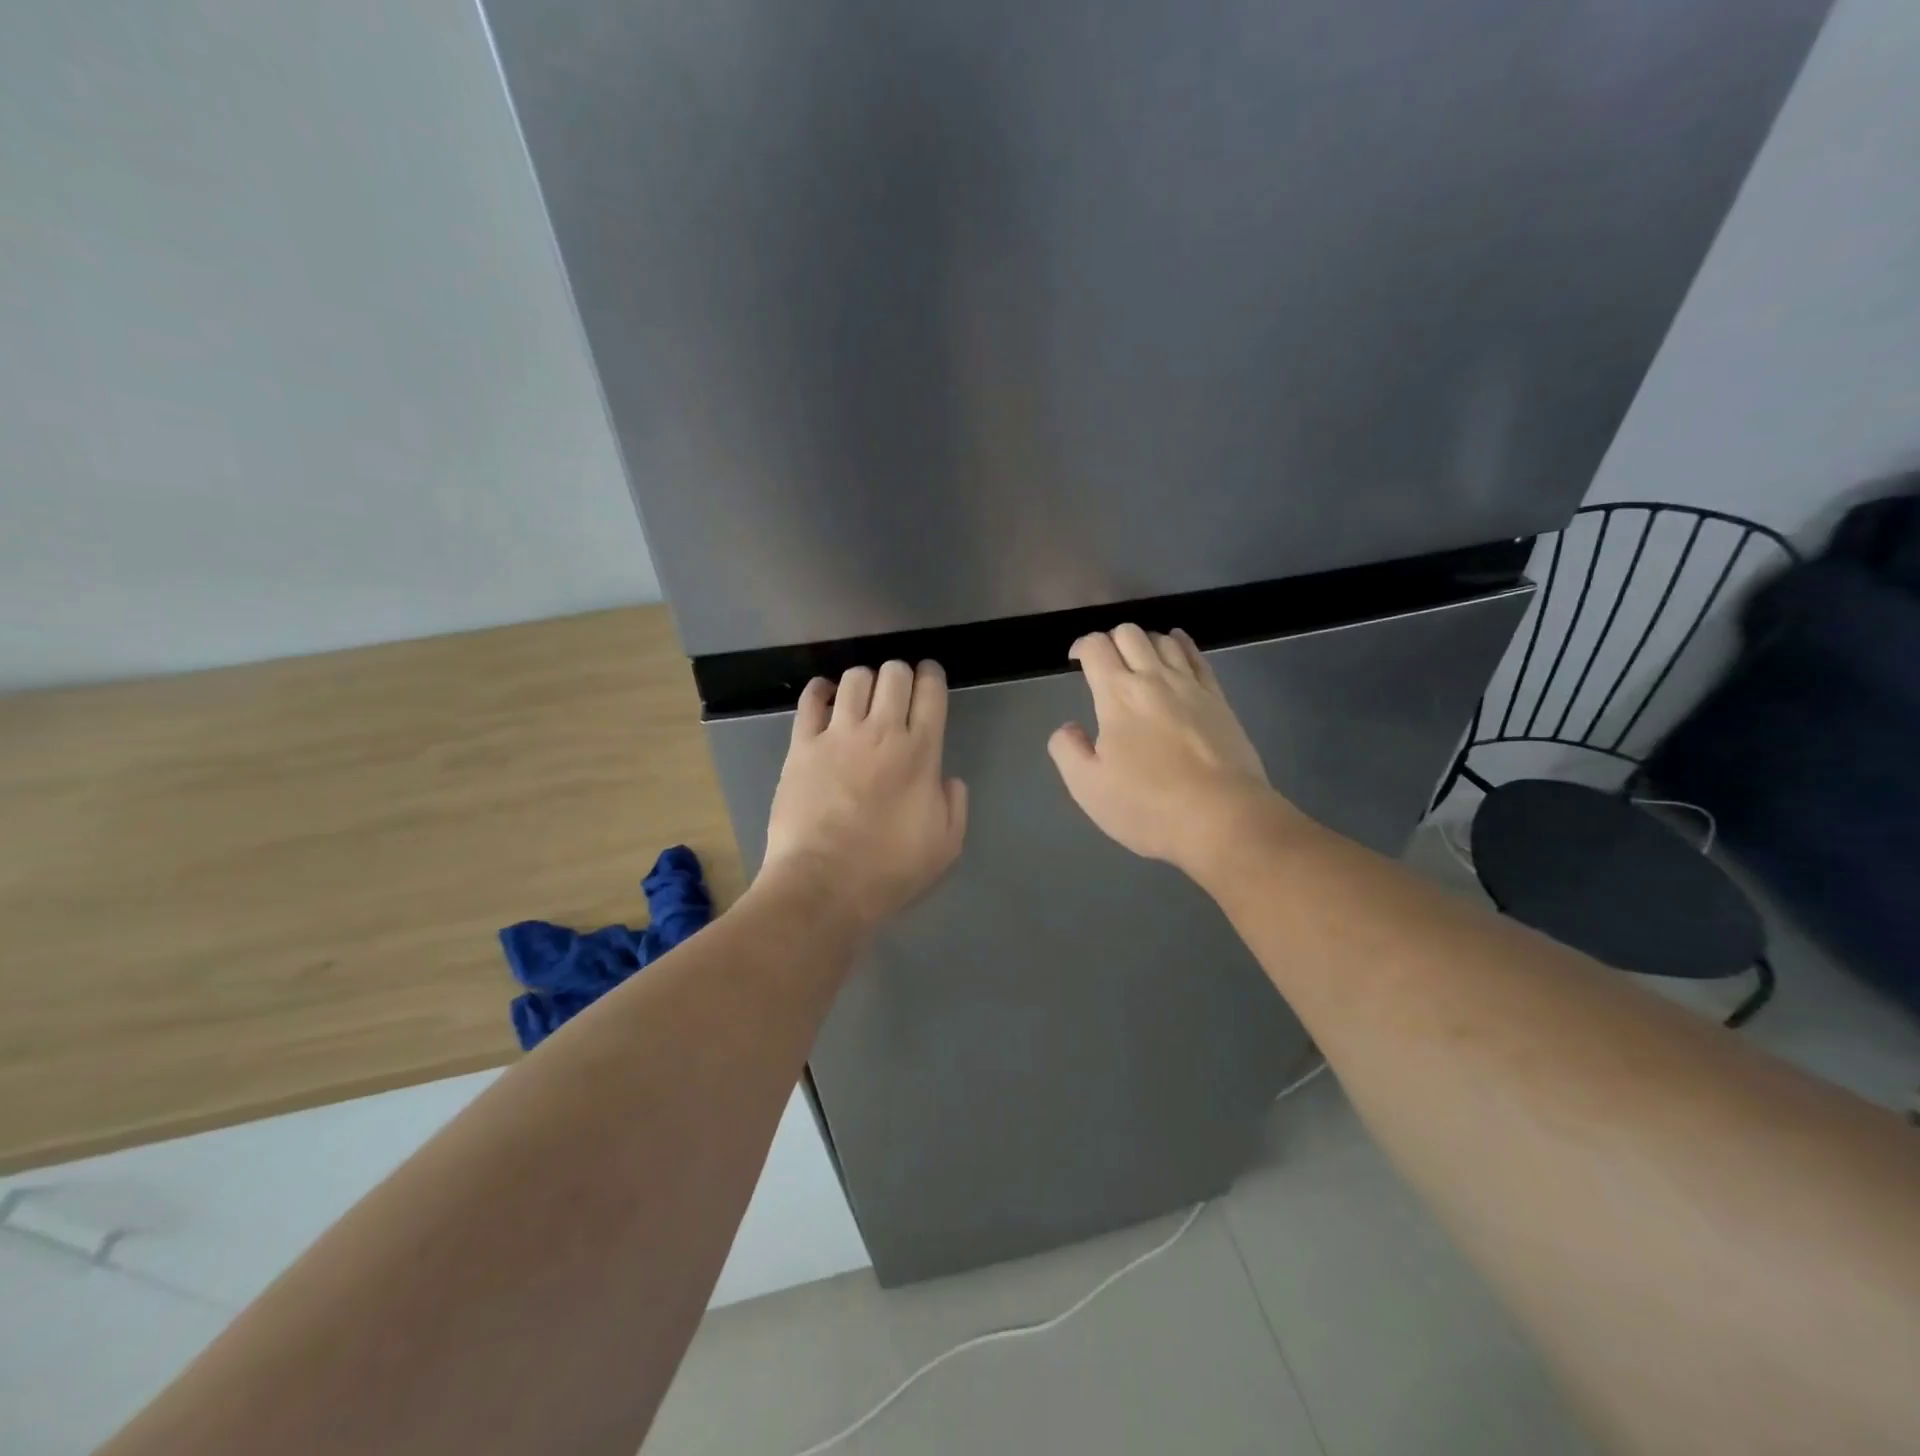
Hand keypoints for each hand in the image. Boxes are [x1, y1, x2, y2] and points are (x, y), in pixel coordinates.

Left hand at [762, 660, 967, 930]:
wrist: (824, 885)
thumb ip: (954, 805)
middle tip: (898, 692)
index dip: (933, 676)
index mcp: (921, 752)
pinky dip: (821, 691)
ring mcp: (838, 735)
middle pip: (894, 673)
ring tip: (863, 698)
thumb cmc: (889, 870)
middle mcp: (882, 731)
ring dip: (865, 681)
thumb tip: (947, 779)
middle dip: (900, 674)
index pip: (931, 691)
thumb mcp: (946, 846)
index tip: (930, 678)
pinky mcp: (802, 746)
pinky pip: (811, 700)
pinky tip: (826, 697)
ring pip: (855, 678)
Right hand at [1048, 624, 1291, 876]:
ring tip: (1137, 661)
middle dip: (1110, 640)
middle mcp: (1154, 679)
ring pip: (1164, 640)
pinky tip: (1176, 647)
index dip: (1080, 647)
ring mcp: (1191, 686)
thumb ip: (1068, 750)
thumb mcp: (1088, 787)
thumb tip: (1068, 728)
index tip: (1074, 662)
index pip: (1096, 647)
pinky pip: (1197, 656)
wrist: (1222, 818)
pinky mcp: (1218, 699)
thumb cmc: (1148, 805)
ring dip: (1144, 642)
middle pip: (1130, 633)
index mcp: (1117, 695)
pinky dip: (1181, 644)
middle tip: (1104, 665)